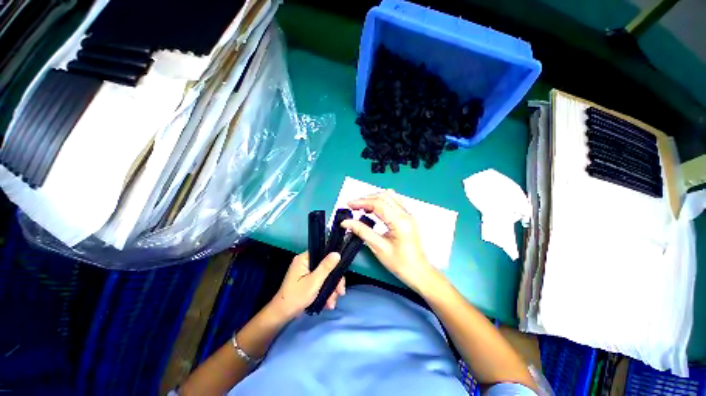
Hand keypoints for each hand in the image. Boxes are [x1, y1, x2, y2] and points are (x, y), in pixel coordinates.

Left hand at [269, 251, 345, 320]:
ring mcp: (306, 273)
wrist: (282, 315)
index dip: (334, 262)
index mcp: (304, 259)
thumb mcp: (314, 281)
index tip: (341, 274)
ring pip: (325, 276)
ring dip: (331, 290)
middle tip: (340, 293)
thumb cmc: (297, 296)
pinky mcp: (307, 281)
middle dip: (334, 282)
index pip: (323, 253)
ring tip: (332, 303)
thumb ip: (326, 267)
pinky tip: (328, 303)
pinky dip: (325, 292)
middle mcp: (305, 263)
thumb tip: (337, 253)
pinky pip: (321, 282)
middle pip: (326, 267)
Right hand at [341, 190, 436, 291]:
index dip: (361, 202)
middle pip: (383, 196)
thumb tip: (346, 222)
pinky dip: (381, 202)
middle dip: (366, 199)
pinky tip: (374, 209)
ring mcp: (408, 214)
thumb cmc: (400, 263)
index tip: (349, 205)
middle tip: (353, 206)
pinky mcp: (407, 217)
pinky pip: (394, 202)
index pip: (378, 203)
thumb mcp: (378, 247)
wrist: (417, 271)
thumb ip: (362, 231)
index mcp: (399, 221)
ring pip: (389, 196)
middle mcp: (405, 214)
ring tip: (362, 207)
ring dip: (374, 198)